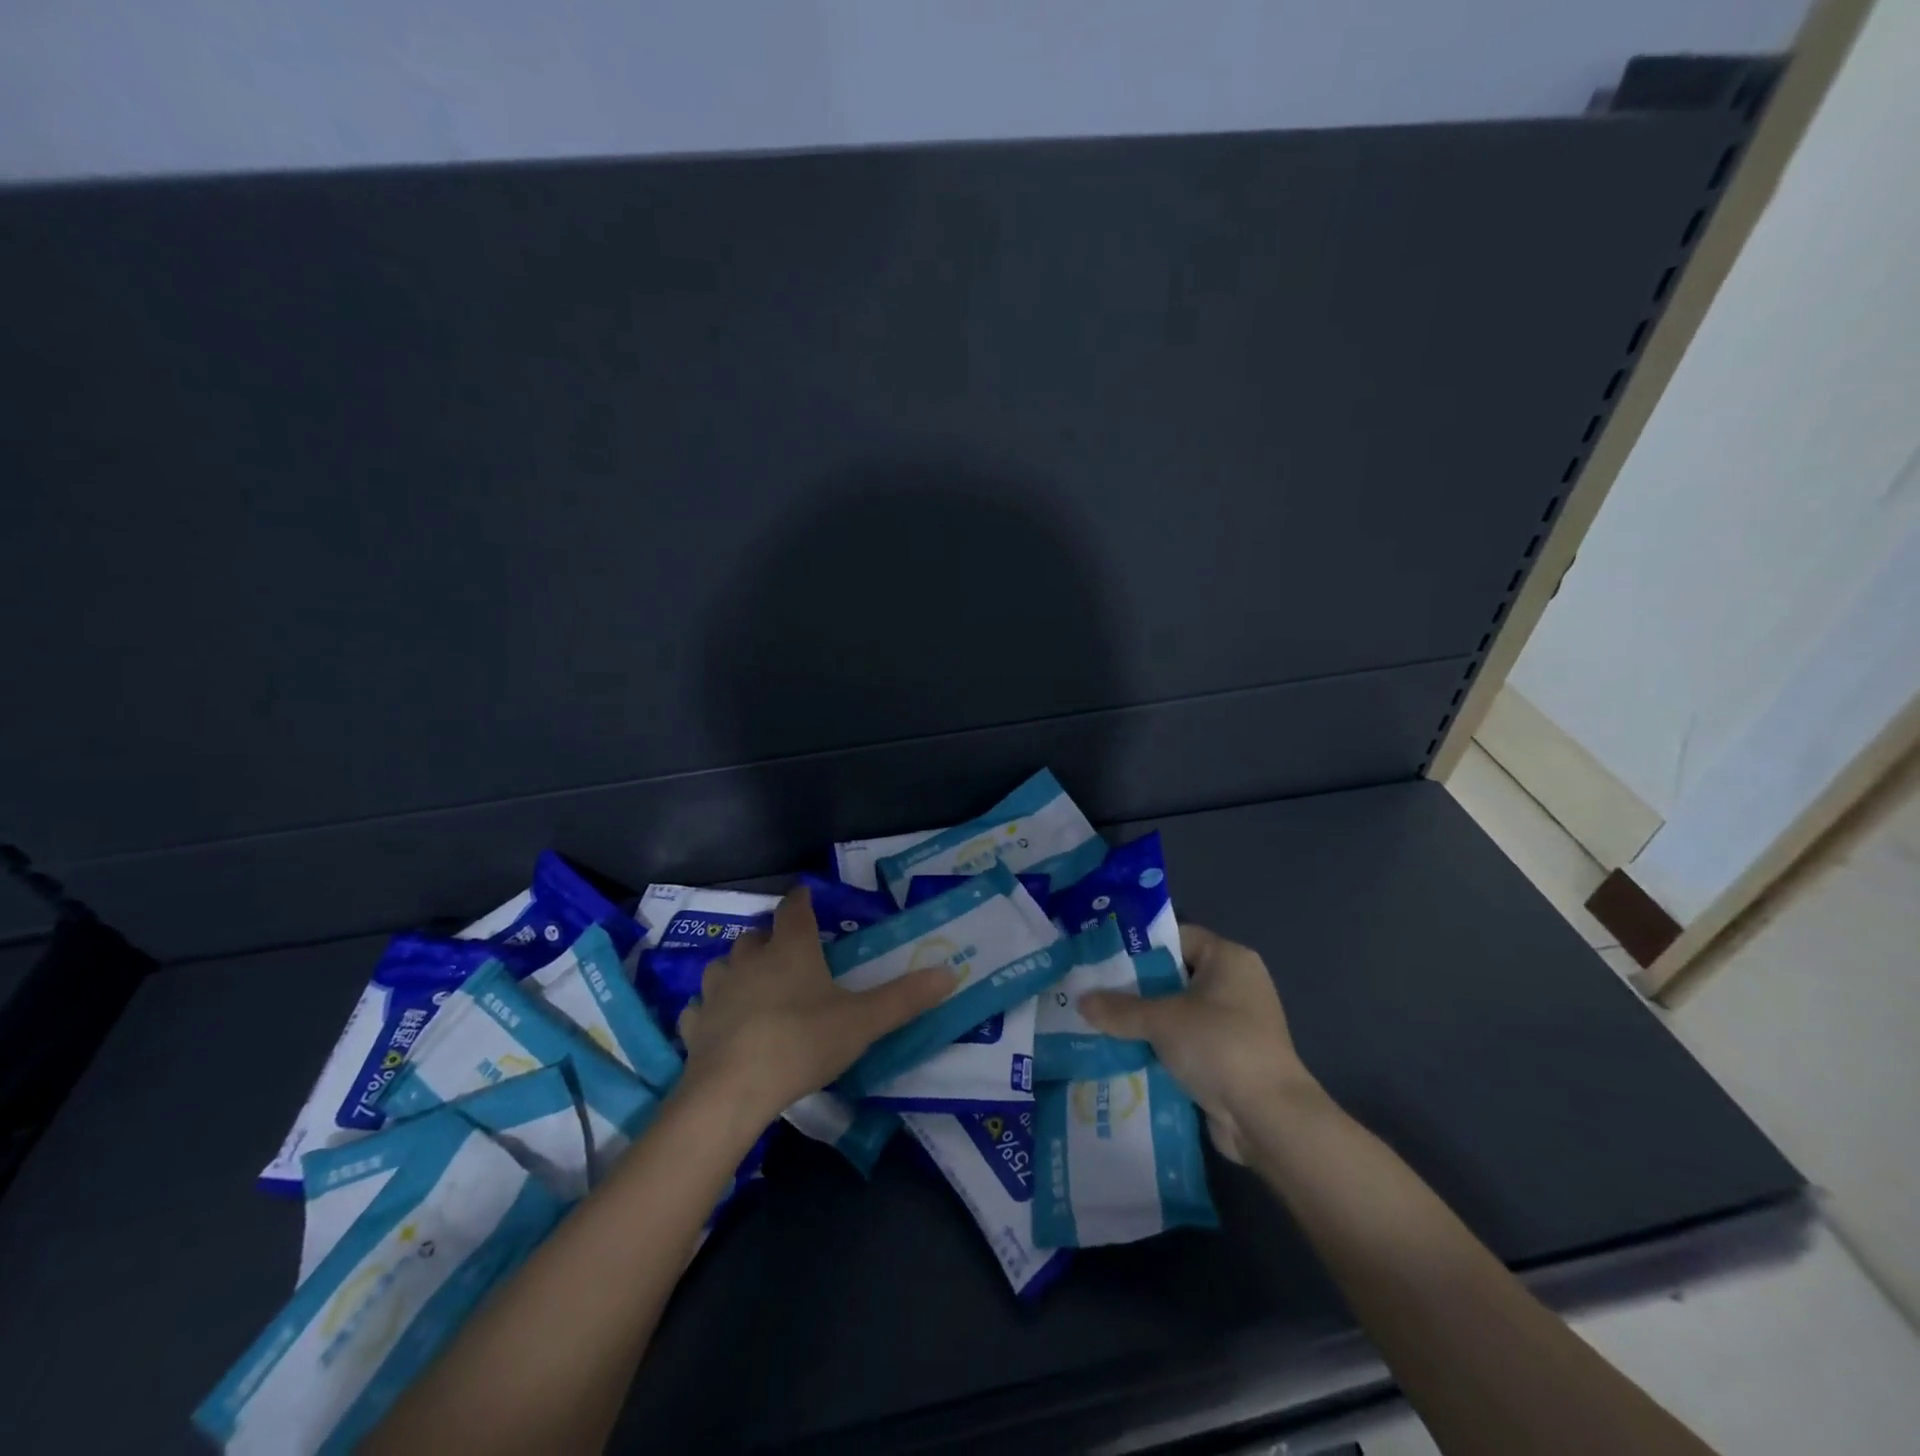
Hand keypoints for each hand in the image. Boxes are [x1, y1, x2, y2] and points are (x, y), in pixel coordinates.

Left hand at [676, 886, 954, 1124]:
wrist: (732, 1092)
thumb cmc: (802, 1043)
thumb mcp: (862, 1022)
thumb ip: (905, 998)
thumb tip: (950, 973)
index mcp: (791, 949)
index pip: (795, 909)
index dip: (802, 901)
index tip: (808, 899)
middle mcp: (750, 960)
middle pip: (757, 935)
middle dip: (771, 938)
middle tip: (789, 954)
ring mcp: (717, 991)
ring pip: (724, 966)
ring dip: (738, 970)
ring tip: (754, 986)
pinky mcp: (694, 1025)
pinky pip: (701, 1007)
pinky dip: (712, 1010)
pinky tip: (721, 1025)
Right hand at [1079, 923, 1318, 1162]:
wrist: (1268, 1119)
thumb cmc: (1219, 1046)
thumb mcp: (1162, 1020)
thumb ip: (1119, 1008)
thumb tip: (1081, 1001)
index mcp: (1228, 959)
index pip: (1176, 938)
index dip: (1138, 946)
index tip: (1100, 958)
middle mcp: (1235, 985)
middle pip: (1173, 976)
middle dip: (1134, 988)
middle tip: (1093, 992)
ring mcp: (1234, 1024)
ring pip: (1176, 1013)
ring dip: (1144, 1022)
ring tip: (1099, 1023)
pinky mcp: (1229, 1058)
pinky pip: (1185, 1043)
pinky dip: (1160, 1048)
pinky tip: (1124, 1053)